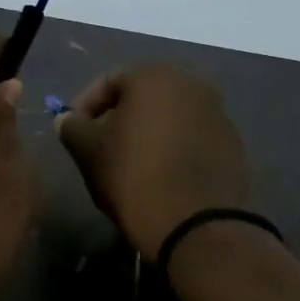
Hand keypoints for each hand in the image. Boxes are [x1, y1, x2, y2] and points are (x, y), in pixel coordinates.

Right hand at [57, 66, 249, 261]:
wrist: (195, 223)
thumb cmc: (133, 176)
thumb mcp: (88, 151)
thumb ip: (73, 127)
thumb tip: (67, 120)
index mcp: (154, 77)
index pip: (109, 81)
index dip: (85, 105)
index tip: (73, 132)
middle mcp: (192, 84)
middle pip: (143, 96)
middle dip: (119, 118)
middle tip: (100, 147)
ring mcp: (218, 113)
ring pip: (170, 116)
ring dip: (148, 133)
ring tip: (130, 164)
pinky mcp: (233, 144)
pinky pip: (192, 138)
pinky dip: (173, 149)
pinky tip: (161, 176)